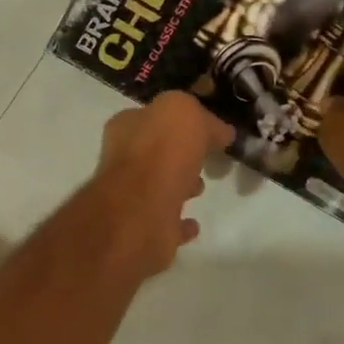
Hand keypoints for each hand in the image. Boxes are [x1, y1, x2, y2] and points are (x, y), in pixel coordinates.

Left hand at [91, 91, 234, 277]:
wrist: (142, 212)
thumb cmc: (160, 153)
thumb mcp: (185, 112)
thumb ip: (203, 118)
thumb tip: (220, 132)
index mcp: (126, 128)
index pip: (153, 116)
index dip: (179, 120)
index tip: (207, 128)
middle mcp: (123, 161)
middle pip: (156, 153)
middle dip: (179, 154)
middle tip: (207, 157)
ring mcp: (131, 199)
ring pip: (159, 187)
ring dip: (179, 186)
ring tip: (201, 187)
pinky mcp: (144, 230)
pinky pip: (167, 224)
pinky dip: (179, 224)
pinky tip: (194, 224)